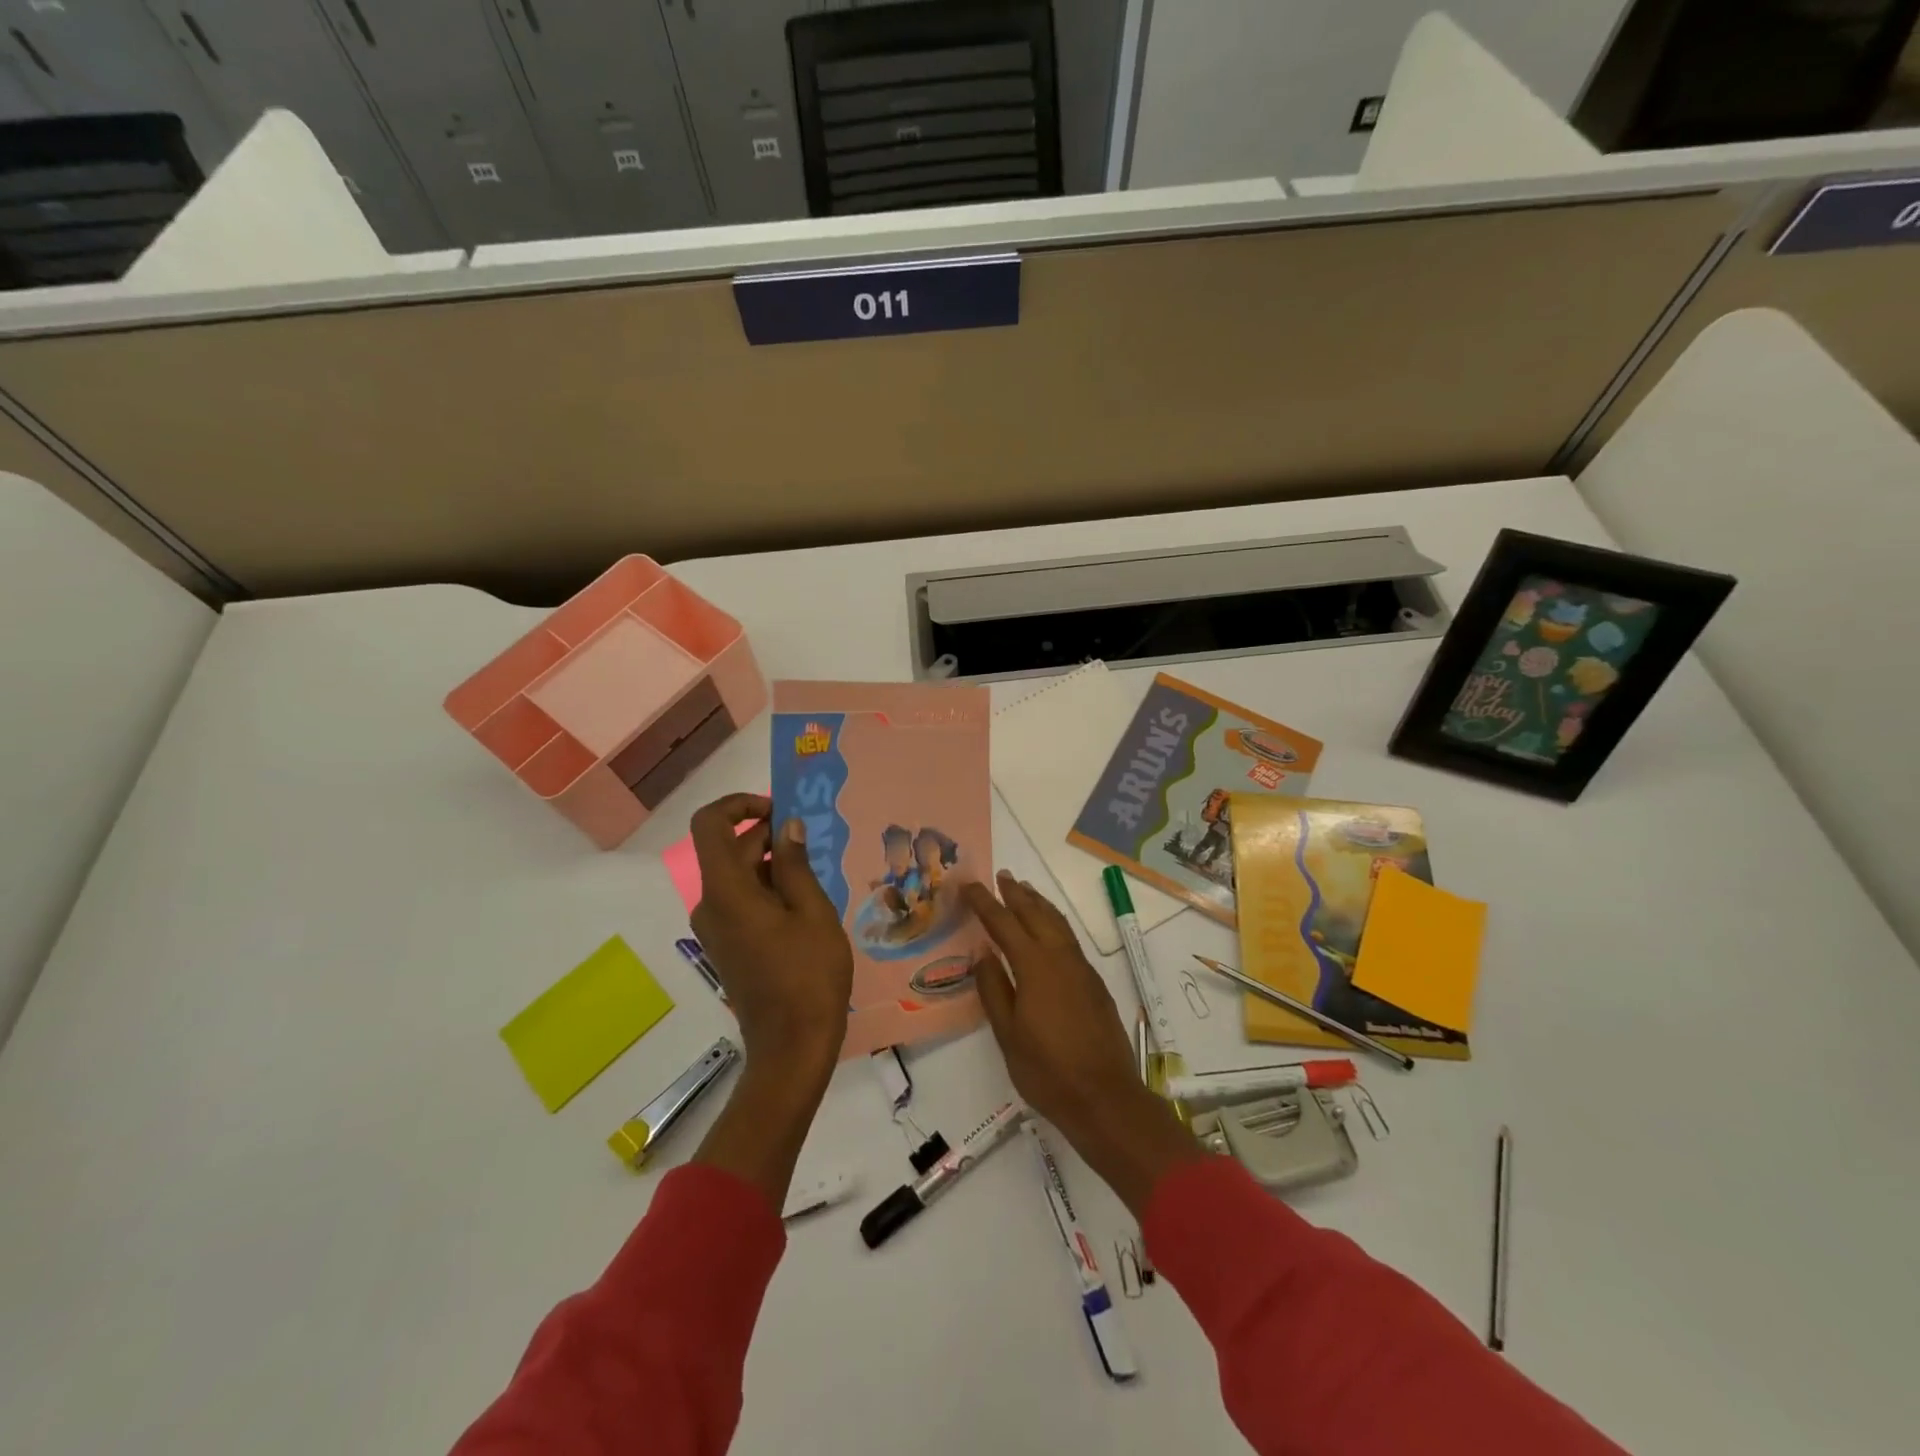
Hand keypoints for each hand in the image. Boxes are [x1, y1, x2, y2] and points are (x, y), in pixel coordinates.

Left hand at [687, 793, 851, 1075]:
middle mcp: (710, 905)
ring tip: (818, 878)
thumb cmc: (808, 976)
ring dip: (774, 866)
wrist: (791, 1048)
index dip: (740, 805)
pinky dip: (769, 891)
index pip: (710, 824)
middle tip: (817, 844)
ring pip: (739, 877)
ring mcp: (716, 928)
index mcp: (727, 891)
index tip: (779, 810)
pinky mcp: (727, 946)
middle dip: (770, 837)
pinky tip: (806, 906)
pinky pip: (742, 902)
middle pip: (730, 850)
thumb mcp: (813, 912)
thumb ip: (797, 864)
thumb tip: (788, 827)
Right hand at [963, 872, 1201, 1215]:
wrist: (1105, 1097)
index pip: (1004, 923)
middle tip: (1001, 876)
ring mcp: (1082, 969)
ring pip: (1058, 923)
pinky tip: (1049, 931)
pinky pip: (1070, 939)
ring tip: (1024, 890)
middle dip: (1016, 893)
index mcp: (1035, 966)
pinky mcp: (1094, 983)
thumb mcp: (1008, 1034)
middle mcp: (1061, 958)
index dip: (985, 902)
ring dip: (1039, 904)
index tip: (969, 884)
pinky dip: (1054, 923)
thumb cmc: (1048, 1070)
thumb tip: (983, 952)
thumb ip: (994, 988)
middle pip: (1036, 914)